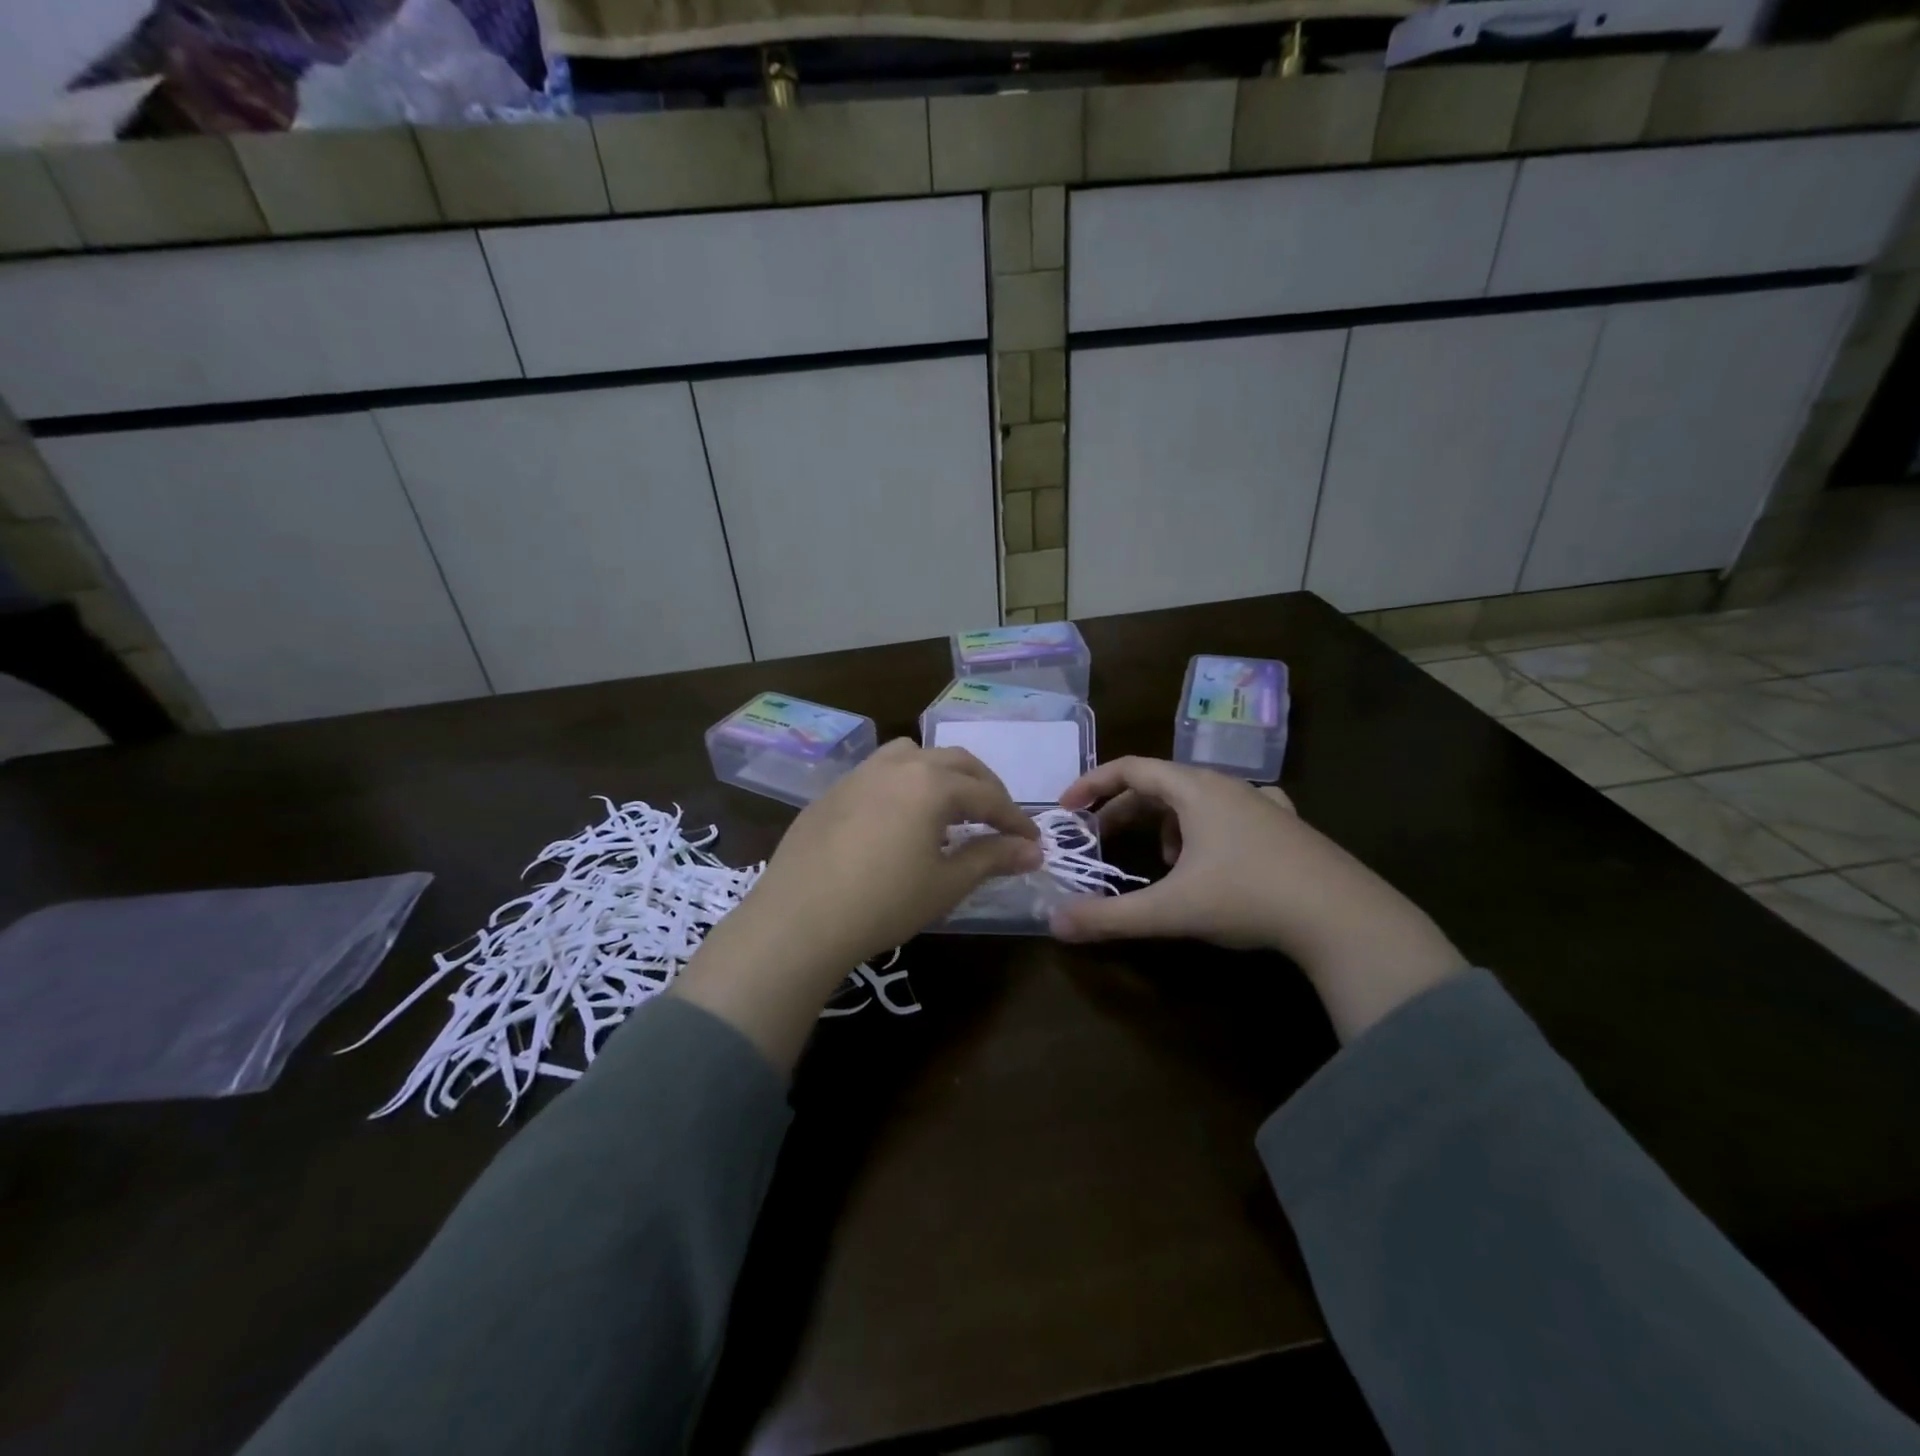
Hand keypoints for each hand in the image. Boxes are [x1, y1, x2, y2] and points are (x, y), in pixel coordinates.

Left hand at [676, 741, 1040, 1067]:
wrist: (799, 918)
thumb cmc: (884, 902)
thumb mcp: (946, 883)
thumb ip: (992, 858)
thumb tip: (1033, 850)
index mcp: (932, 783)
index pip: (988, 796)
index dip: (1014, 819)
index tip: (1032, 842)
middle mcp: (898, 765)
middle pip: (955, 763)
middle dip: (985, 788)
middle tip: (999, 819)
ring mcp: (860, 773)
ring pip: (914, 755)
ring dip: (943, 774)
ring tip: (950, 807)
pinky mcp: (833, 790)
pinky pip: (881, 771)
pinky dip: (906, 782)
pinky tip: (901, 817)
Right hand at [1050, 757, 1464, 1040]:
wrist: (1346, 919)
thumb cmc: (1249, 898)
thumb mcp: (1171, 910)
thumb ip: (1109, 916)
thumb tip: (1053, 923)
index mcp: (1196, 790)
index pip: (1130, 768)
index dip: (1092, 783)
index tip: (1068, 808)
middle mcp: (1229, 786)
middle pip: (1161, 784)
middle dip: (1124, 810)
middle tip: (1102, 839)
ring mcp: (1263, 804)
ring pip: (1197, 799)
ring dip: (1167, 823)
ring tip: (1164, 862)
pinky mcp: (1288, 827)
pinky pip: (1233, 812)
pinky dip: (1207, 828)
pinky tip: (1217, 856)